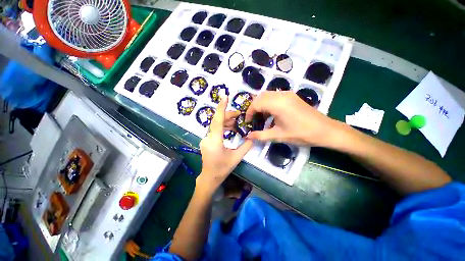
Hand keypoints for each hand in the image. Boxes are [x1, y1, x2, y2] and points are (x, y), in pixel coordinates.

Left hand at [198, 96, 252, 192]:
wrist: (209, 177)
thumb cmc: (222, 169)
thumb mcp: (236, 158)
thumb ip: (246, 146)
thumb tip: (252, 137)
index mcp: (215, 140)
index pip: (217, 120)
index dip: (221, 108)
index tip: (225, 96)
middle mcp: (208, 137)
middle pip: (217, 121)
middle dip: (228, 115)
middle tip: (239, 114)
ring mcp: (206, 138)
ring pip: (216, 125)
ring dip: (226, 121)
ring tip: (237, 122)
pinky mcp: (207, 140)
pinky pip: (215, 130)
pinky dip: (223, 127)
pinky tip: (231, 129)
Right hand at [245, 91, 340, 146]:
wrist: (325, 130)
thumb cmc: (301, 134)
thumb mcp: (278, 136)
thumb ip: (260, 135)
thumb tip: (247, 137)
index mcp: (277, 104)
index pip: (256, 104)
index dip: (249, 113)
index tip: (247, 122)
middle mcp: (281, 95)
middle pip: (260, 97)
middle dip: (253, 107)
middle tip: (252, 119)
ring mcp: (287, 94)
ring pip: (267, 95)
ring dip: (261, 104)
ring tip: (261, 117)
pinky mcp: (291, 96)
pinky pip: (275, 96)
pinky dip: (268, 103)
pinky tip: (271, 113)